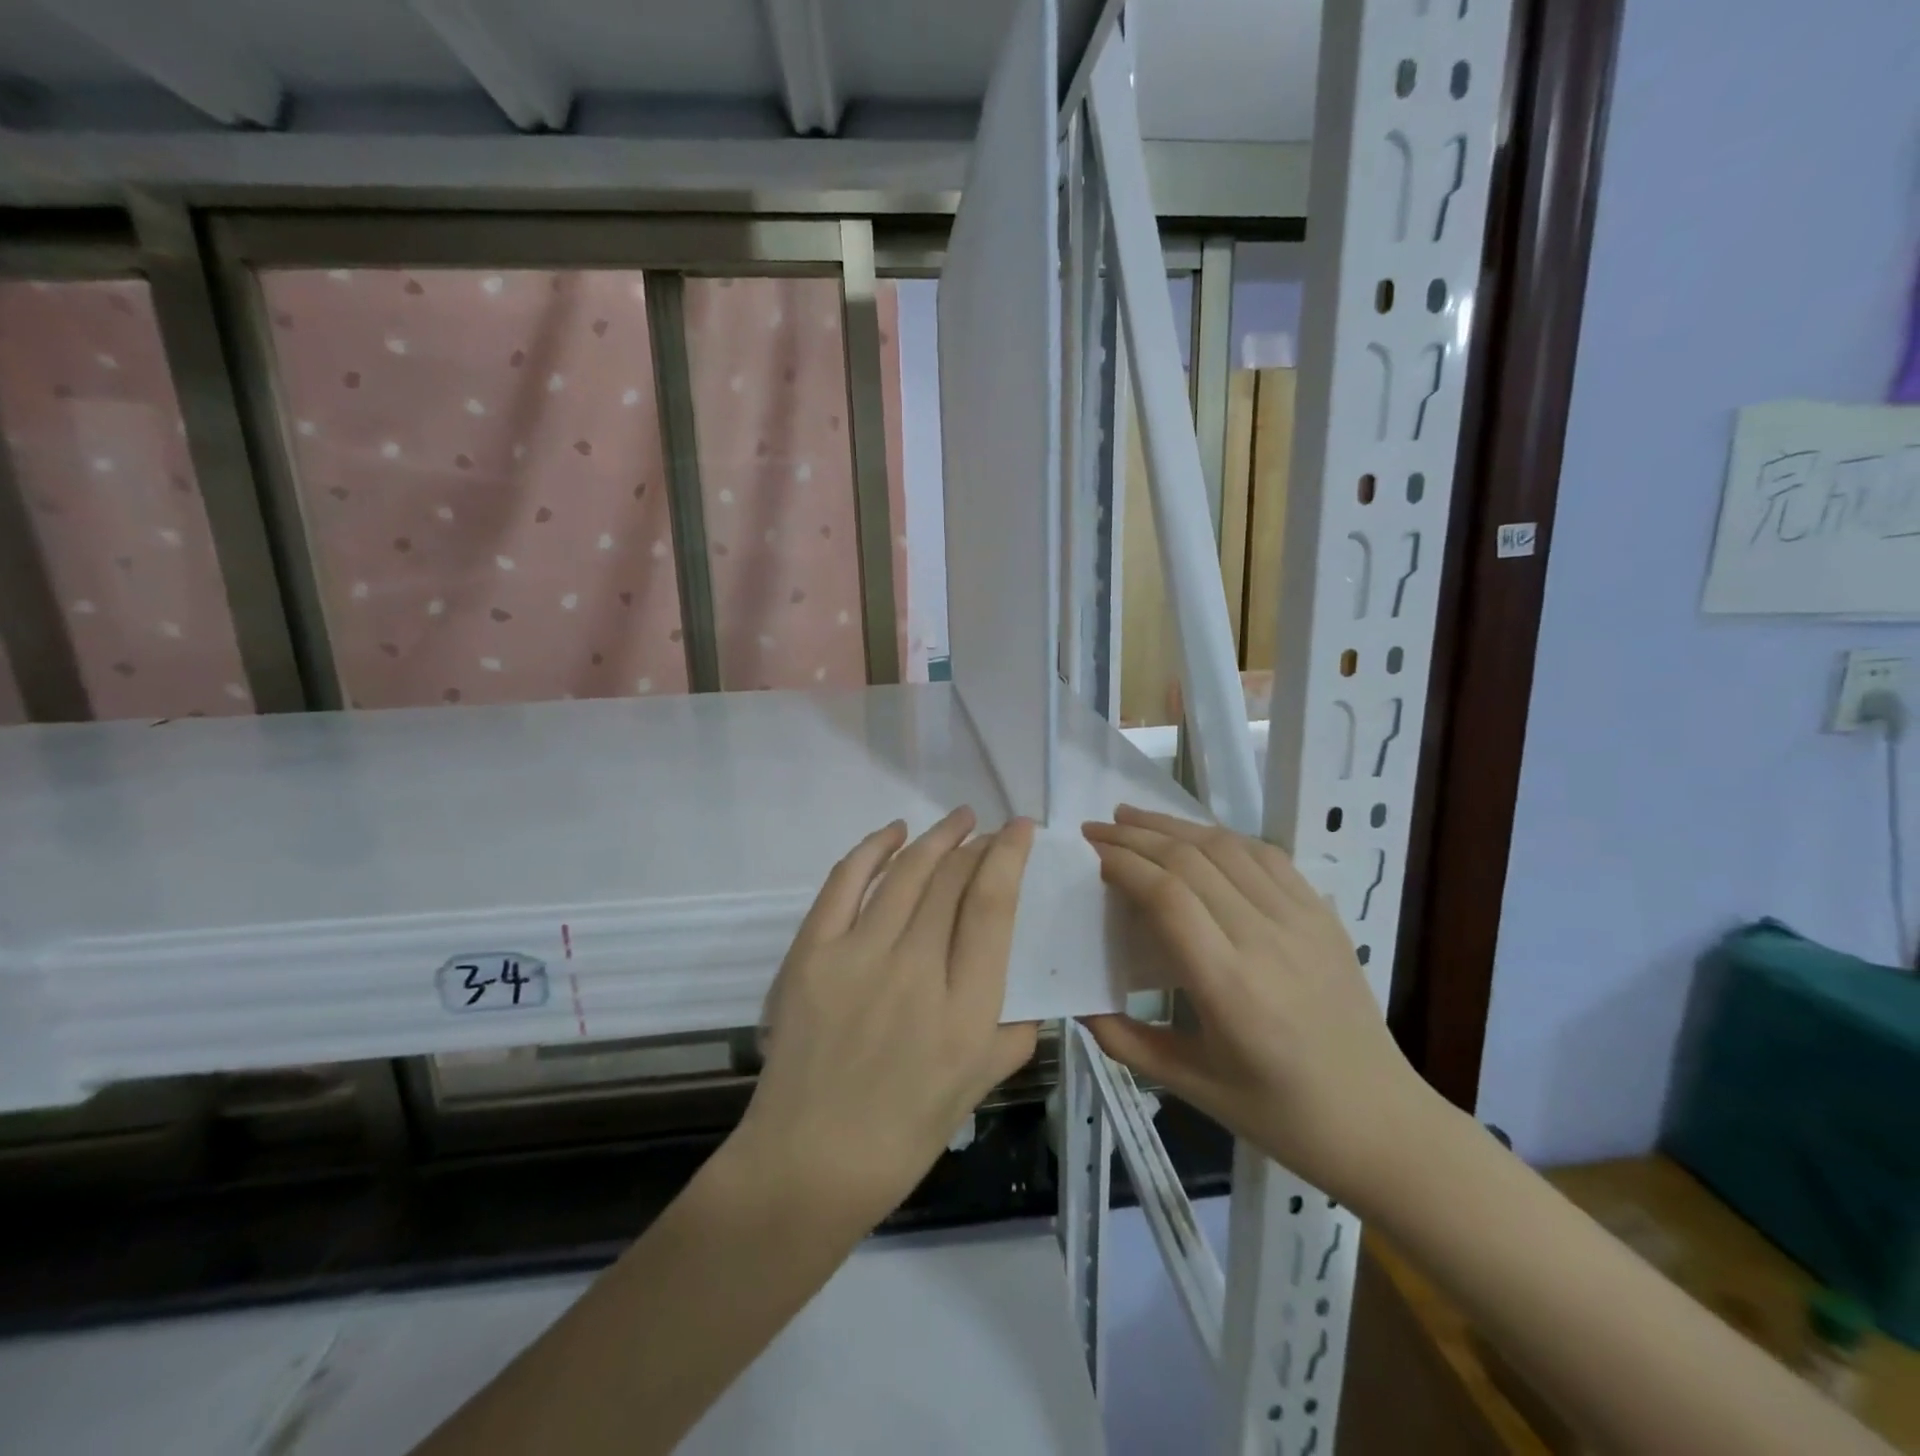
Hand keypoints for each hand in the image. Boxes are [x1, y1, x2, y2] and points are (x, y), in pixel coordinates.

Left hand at [731, 808, 1038, 1231]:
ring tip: (958, 819)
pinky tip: (894, 831)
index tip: (1020, 829)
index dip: (1009, 855)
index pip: (994, 905)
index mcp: (966, 1008)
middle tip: (989, 832)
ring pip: (906, 872)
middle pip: (952, 879)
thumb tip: (1027, 985)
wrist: (809, 1162)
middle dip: (977, 844)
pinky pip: (846, 882)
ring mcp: (858, 957)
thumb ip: (1015, 1030)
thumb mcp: (980, 1087)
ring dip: (937, 837)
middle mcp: (917, 970)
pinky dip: (872, 847)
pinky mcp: (812, 954)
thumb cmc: (904, 1133)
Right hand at [1081, 806, 1440, 1211]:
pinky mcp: (1322, 914)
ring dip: (1175, 825)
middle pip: (1191, 860)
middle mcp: (1264, 940)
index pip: (1167, 897)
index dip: (1125, 864)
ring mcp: (1300, 921)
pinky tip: (1197, 835)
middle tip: (1098, 827)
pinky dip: (1223, 837)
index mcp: (1228, 986)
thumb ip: (1124, 1041)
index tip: (1093, 853)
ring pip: (1227, 847)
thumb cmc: (1278, 1112)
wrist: (1379, 1121)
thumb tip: (1077, 1002)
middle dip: (1137, 835)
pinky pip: (1267, 857)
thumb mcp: (1190, 1086)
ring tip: (1134, 816)